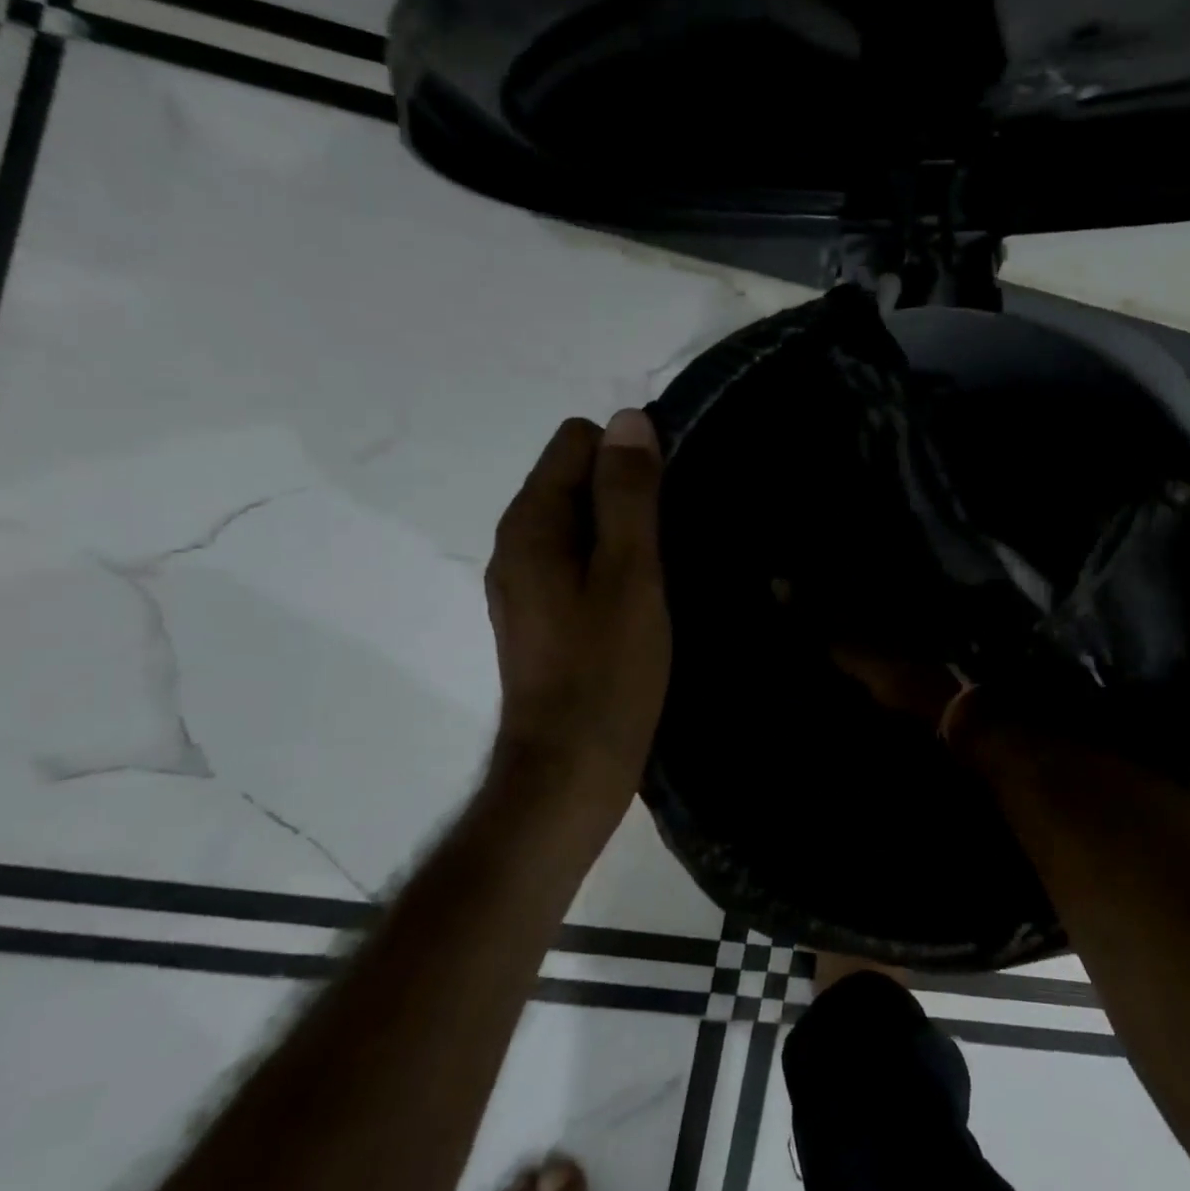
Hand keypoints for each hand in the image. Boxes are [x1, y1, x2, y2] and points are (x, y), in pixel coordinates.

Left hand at [485, 410, 670, 793]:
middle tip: (674, 540)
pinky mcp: (542, 617)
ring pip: (581, 525)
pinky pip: (579, 563)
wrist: (570, 770)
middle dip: (627, 494)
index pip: (575, 442)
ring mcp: (525, 584)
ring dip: (624, 533)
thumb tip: (629, 420)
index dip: (628, 456)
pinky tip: (644, 601)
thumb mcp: (630, 573)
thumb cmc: (607, 670)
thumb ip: (628, 495)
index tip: (669, 500)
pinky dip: (612, 566)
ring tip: (666, 570)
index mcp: (531, 524)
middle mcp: (516, 545)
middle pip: (575, 480)